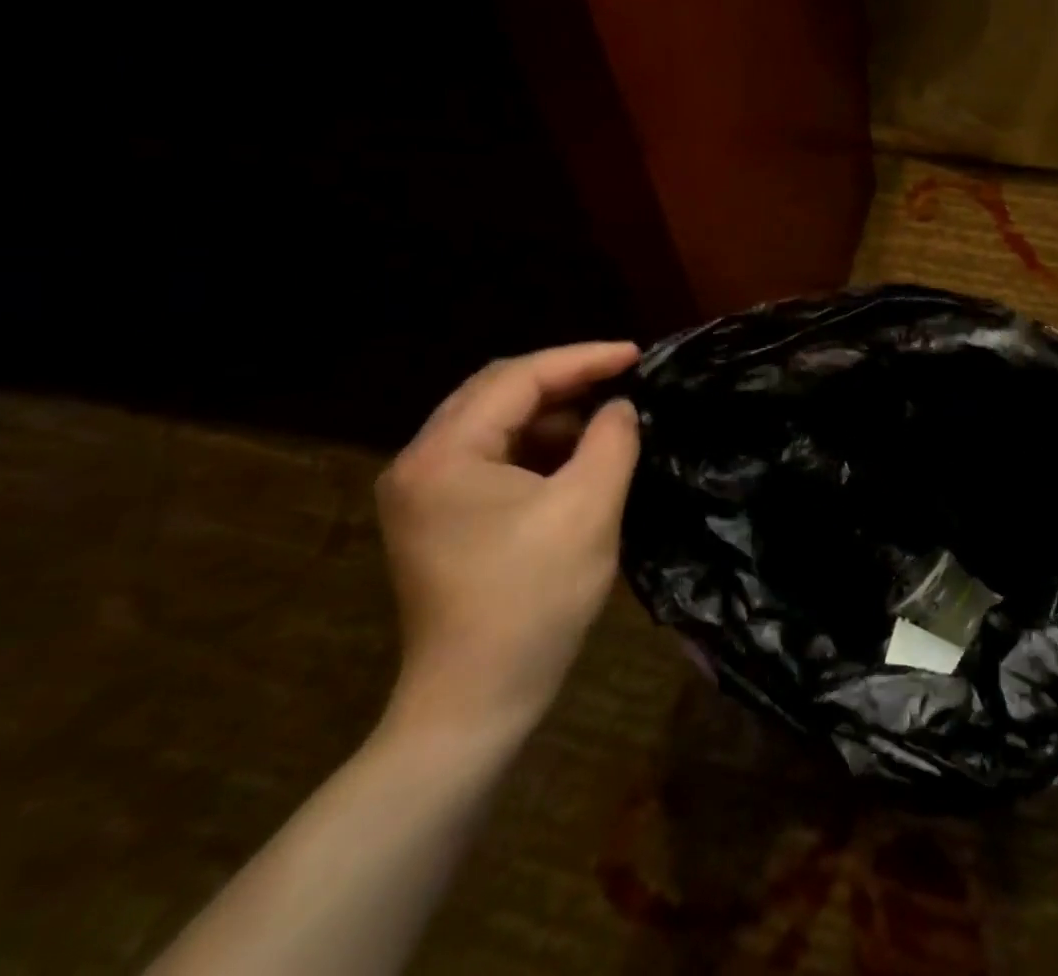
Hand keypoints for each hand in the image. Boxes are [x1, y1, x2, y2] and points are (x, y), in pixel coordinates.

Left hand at [376, 342, 640, 737]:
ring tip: (606, 415)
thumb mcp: (589, 508)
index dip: (583, 359)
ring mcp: (423, 491)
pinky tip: (575, 454)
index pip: (519, 378)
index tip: (637, 354)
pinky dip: (537, 445)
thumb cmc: (533, 600)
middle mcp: (420, 462)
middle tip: (622, 374)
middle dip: (565, 378)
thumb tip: (620, 407)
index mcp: (444, 454)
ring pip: (495, 422)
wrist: (476, 702)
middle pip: (498, 391)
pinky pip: (492, 456)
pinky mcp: (438, 516)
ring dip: (552, 412)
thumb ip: (611, 440)